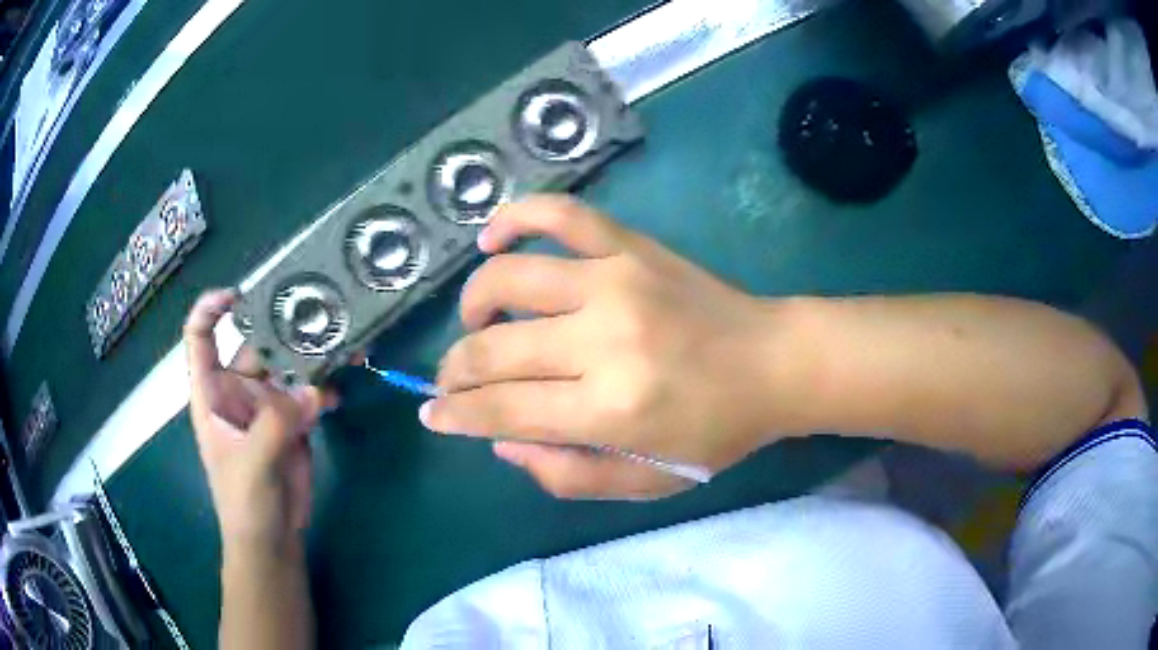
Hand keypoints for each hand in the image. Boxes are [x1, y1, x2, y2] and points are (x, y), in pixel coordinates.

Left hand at [185, 290, 322, 551]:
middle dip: (282, 328)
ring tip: (340, 345)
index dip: (211, 309)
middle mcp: (238, 390)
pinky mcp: (294, 420)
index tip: (239, 296)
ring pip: (288, 366)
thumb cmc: (244, 502)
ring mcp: (268, 404)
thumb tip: (314, 391)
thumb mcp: (251, 463)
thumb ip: (275, 424)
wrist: (273, 540)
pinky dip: (326, 388)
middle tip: (317, 314)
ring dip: (312, 356)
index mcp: (212, 392)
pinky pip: (309, 392)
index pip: (200, 337)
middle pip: (256, 344)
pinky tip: (341, 390)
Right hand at [423, 196, 797, 498]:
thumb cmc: (714, 432)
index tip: (431, 413)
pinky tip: (492, 239)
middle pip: (493, 351)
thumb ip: (567, 475)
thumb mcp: (645, 481)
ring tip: (475, 323)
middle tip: (450, 381)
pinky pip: (560, 214)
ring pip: (507, 280)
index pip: (501, 409)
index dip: (454, 415)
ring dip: (472, 305)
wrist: (773, 362)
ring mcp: (615, 281)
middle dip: (454, 371)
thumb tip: (501, 440)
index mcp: (610, 410)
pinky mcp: (630, 246)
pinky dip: (516, 218)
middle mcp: (603, 341)